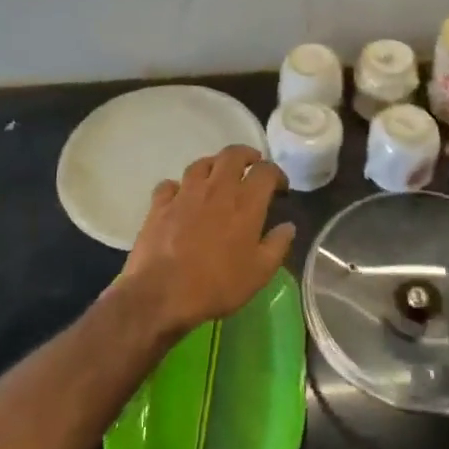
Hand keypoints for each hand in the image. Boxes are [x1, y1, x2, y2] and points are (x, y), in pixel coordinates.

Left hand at [116, 145, 295, 335]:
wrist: (161, 294)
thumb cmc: (217, 285)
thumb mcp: (259, 273)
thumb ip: (277, 245)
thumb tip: (288, 226)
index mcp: (245, 203)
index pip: (266, 171)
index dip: (277, 173)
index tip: (280, 188)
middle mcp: (216, 189)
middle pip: (232, 154)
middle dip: (246, 155)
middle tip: (252, 167)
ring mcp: (185, 194)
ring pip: (201, 164)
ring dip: (214, 165)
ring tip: (218, 176)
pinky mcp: (160, 205)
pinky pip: (170, 184)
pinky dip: (179, 186)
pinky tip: (181, 197)